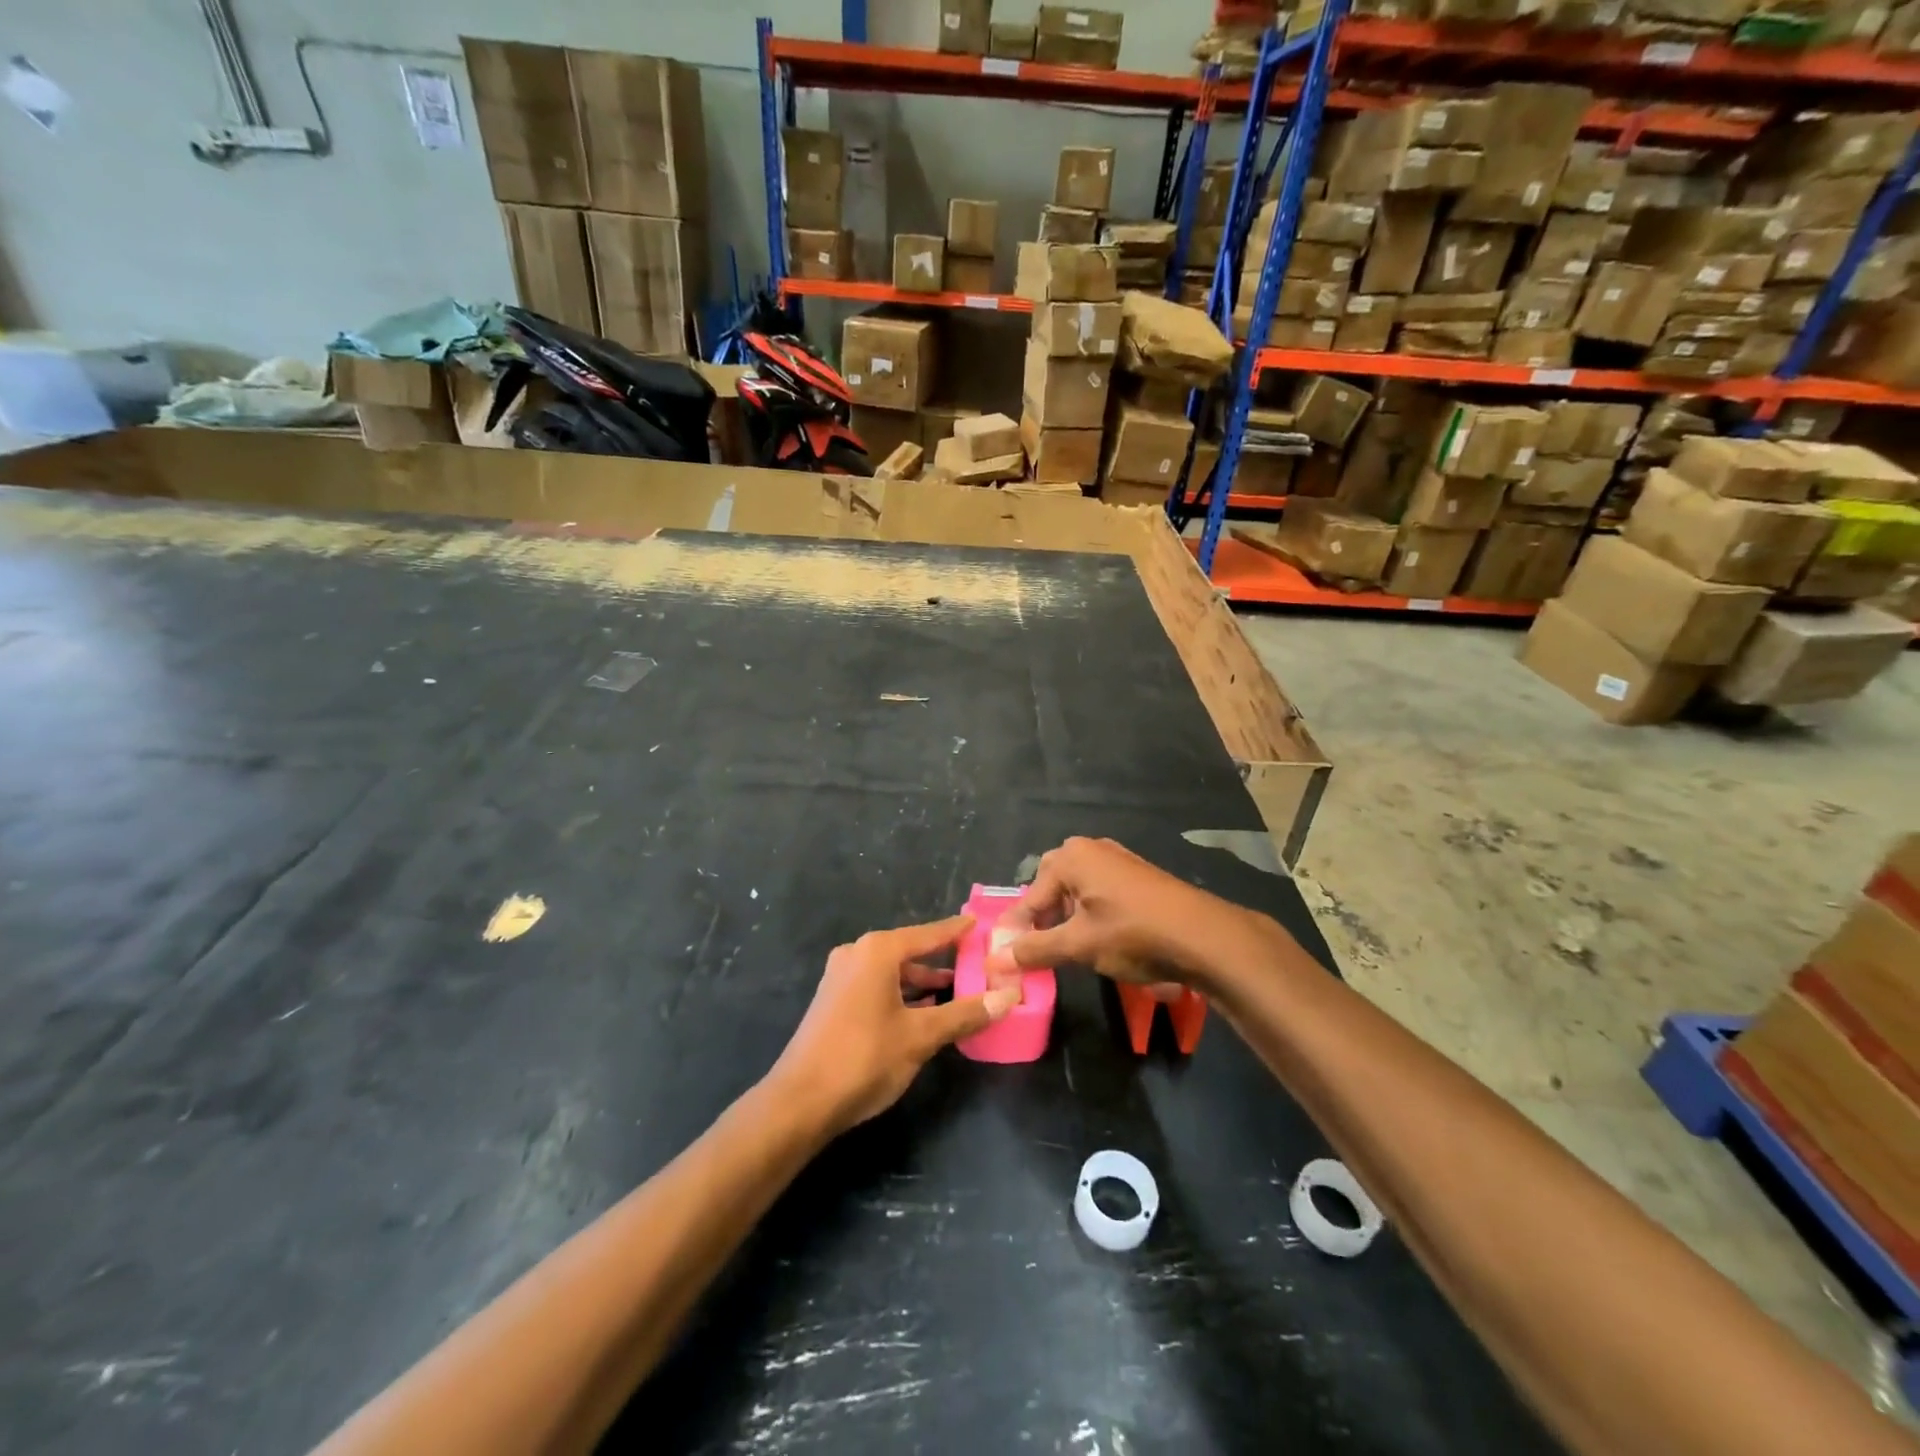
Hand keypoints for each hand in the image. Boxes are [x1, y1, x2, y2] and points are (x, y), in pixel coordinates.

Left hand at [771, 916, 1020, 1134]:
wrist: (800, 1101)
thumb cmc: (864, 1058)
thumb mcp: (921, 1036)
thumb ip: (964, 1014)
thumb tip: (1008, 997)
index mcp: (878, 951)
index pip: (928, 934)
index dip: (956, 931)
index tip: (980, 923)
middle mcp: (857, 954)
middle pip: (909, 950)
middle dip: (942, 959)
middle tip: (976, 963)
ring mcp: (841, 977)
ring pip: (892, 971)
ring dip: (922, 981)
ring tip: (956, 990)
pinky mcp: (833, 1001)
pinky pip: (877, 986)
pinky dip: (902, 993)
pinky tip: (922, 1011)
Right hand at [996, 837, 1240, 990]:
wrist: (1204, 936)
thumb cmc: (1133, 934)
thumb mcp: (1079, 945)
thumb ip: (1035, 949)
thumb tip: (998, 959)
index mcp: (1071, 857)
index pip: (1031, 897)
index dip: (1017, 929)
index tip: (1004, 956)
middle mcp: (1091, 849)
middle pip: (1051, 885)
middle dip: (1042, 917)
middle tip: (1037, 948)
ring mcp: (1117, 859)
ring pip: (1076, 888)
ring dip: (1065, 916)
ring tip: (1066, 947)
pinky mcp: (1137, 875)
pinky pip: (1099, 890)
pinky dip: (1089, 912)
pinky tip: (1098, 937)